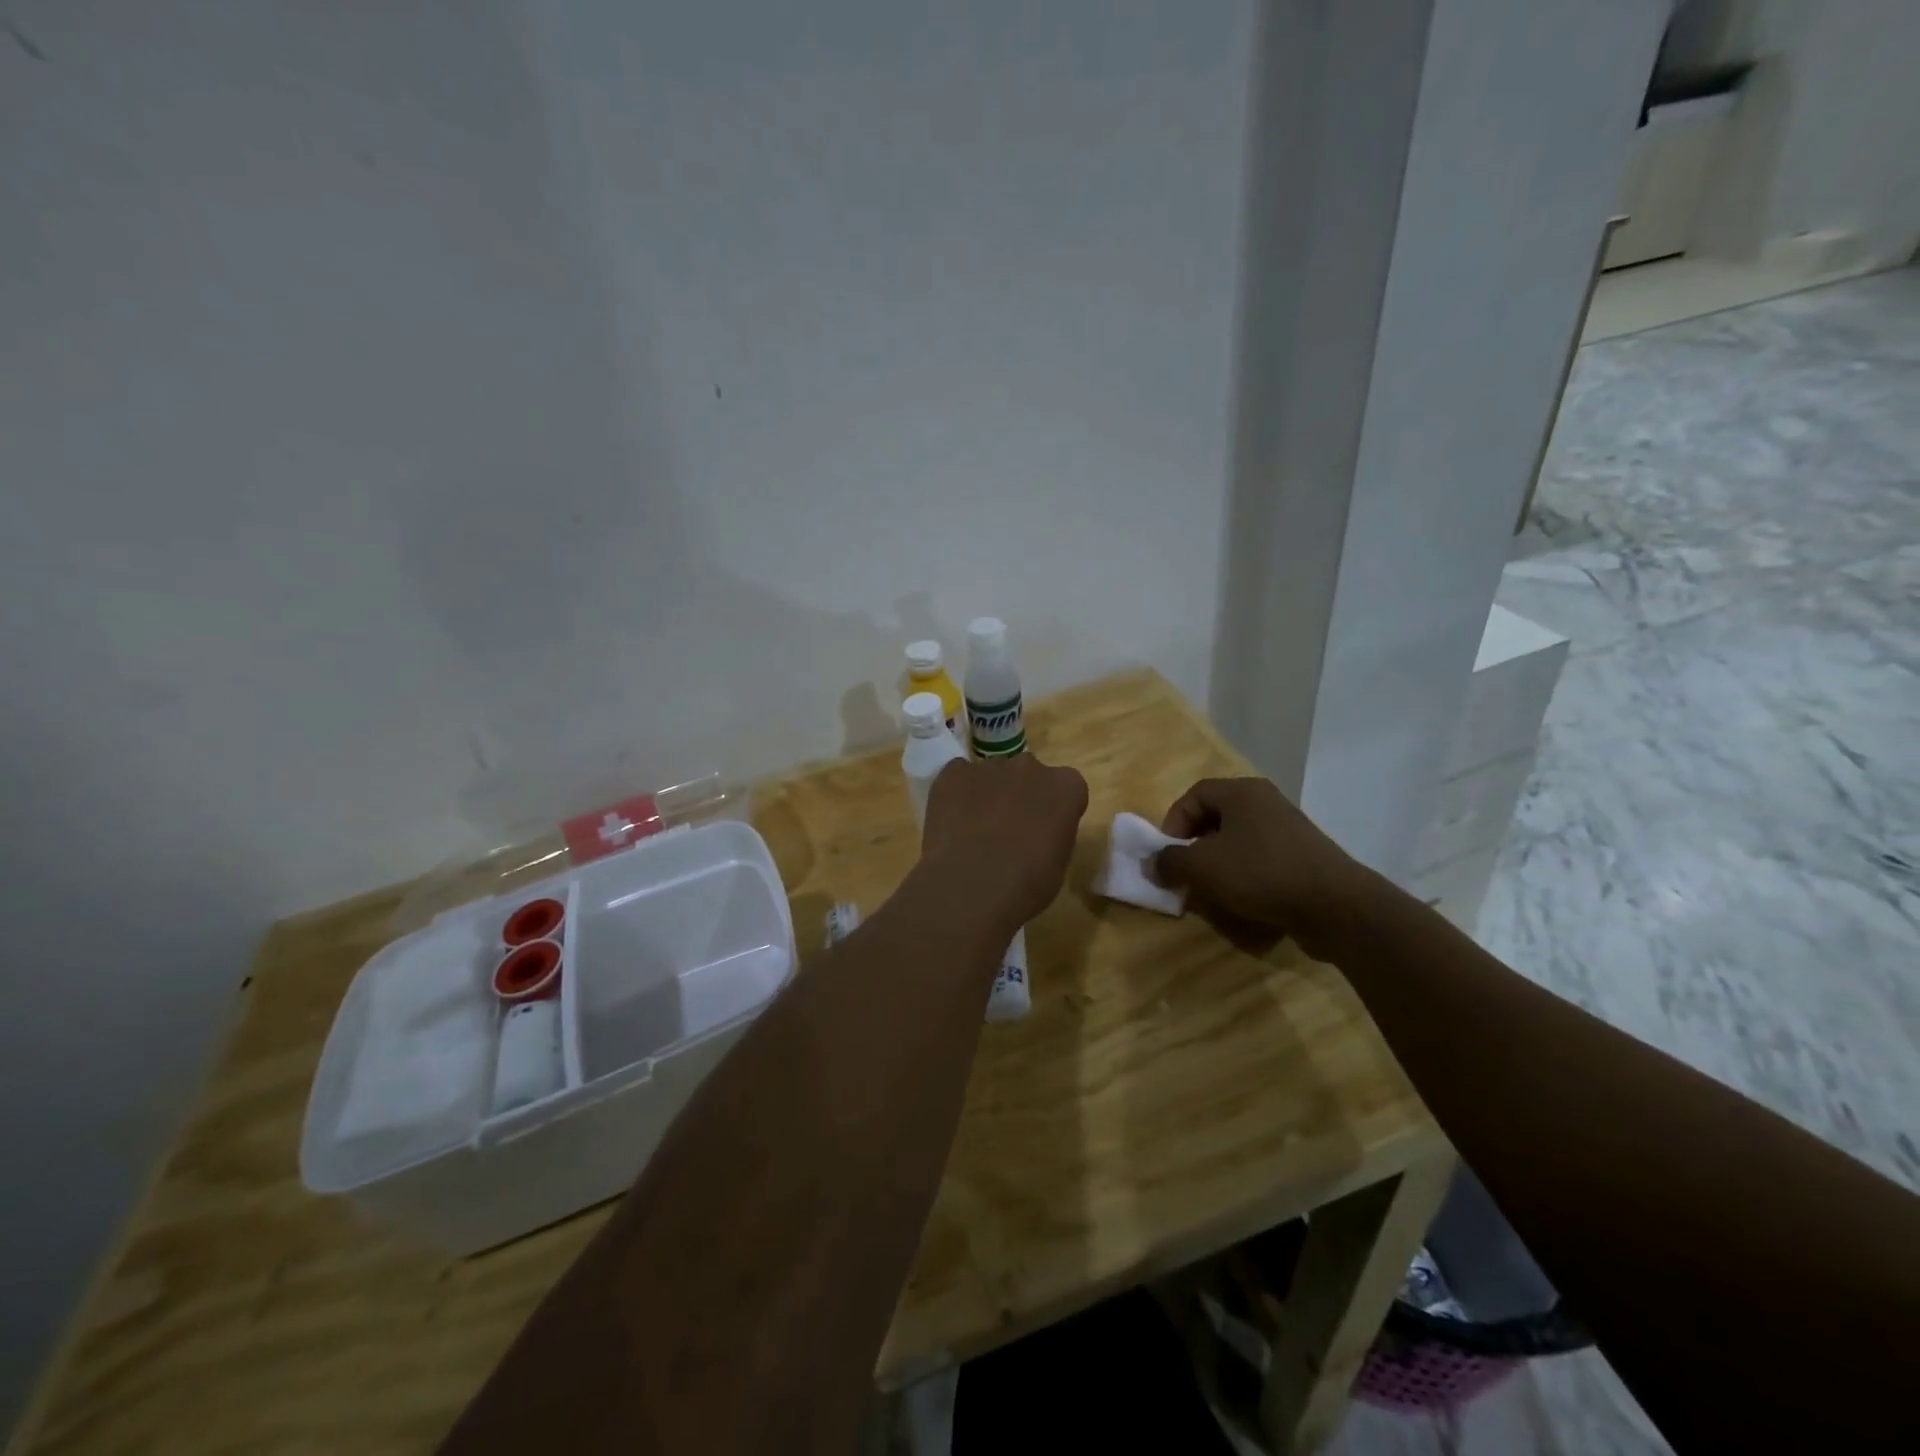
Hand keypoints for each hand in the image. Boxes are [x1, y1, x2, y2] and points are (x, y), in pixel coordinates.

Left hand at [920, 754, 1089, 930]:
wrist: (970, 886)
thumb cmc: (1025, 884)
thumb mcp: (1058, 864)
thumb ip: (1053, 832)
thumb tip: (1037, 831)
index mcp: (1065, 787)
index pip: (1067, 788)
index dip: (1054, 809)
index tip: (1045, 831)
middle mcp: (1029, 767)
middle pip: (1028, 775)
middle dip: (1021, 795)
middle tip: (1008, 830)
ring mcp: (989, 766)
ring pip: (992, 775)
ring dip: (988, 795)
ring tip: (973, 832)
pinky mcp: (953, 772)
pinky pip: (958, 776)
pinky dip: (956, 794)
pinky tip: (951, 823)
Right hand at [1153, 778, 1370, 960]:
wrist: (1335, 906)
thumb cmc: (1260, 873)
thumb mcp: (1202, 867)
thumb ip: (1169, 861)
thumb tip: (1152, 864)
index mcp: (1242, 792)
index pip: (1194, 795)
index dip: (1174, 822)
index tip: (1168, 854)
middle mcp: (1266, 803)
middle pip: (1216, 817)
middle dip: (1194, 846)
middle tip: (1186, 873)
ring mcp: (1288, 830)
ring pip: (1238, 841)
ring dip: (1218, 865)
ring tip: (1211, 891)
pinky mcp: (1303, 858)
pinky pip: (1261, 861)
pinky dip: (1244, 877)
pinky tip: (1242, 901)